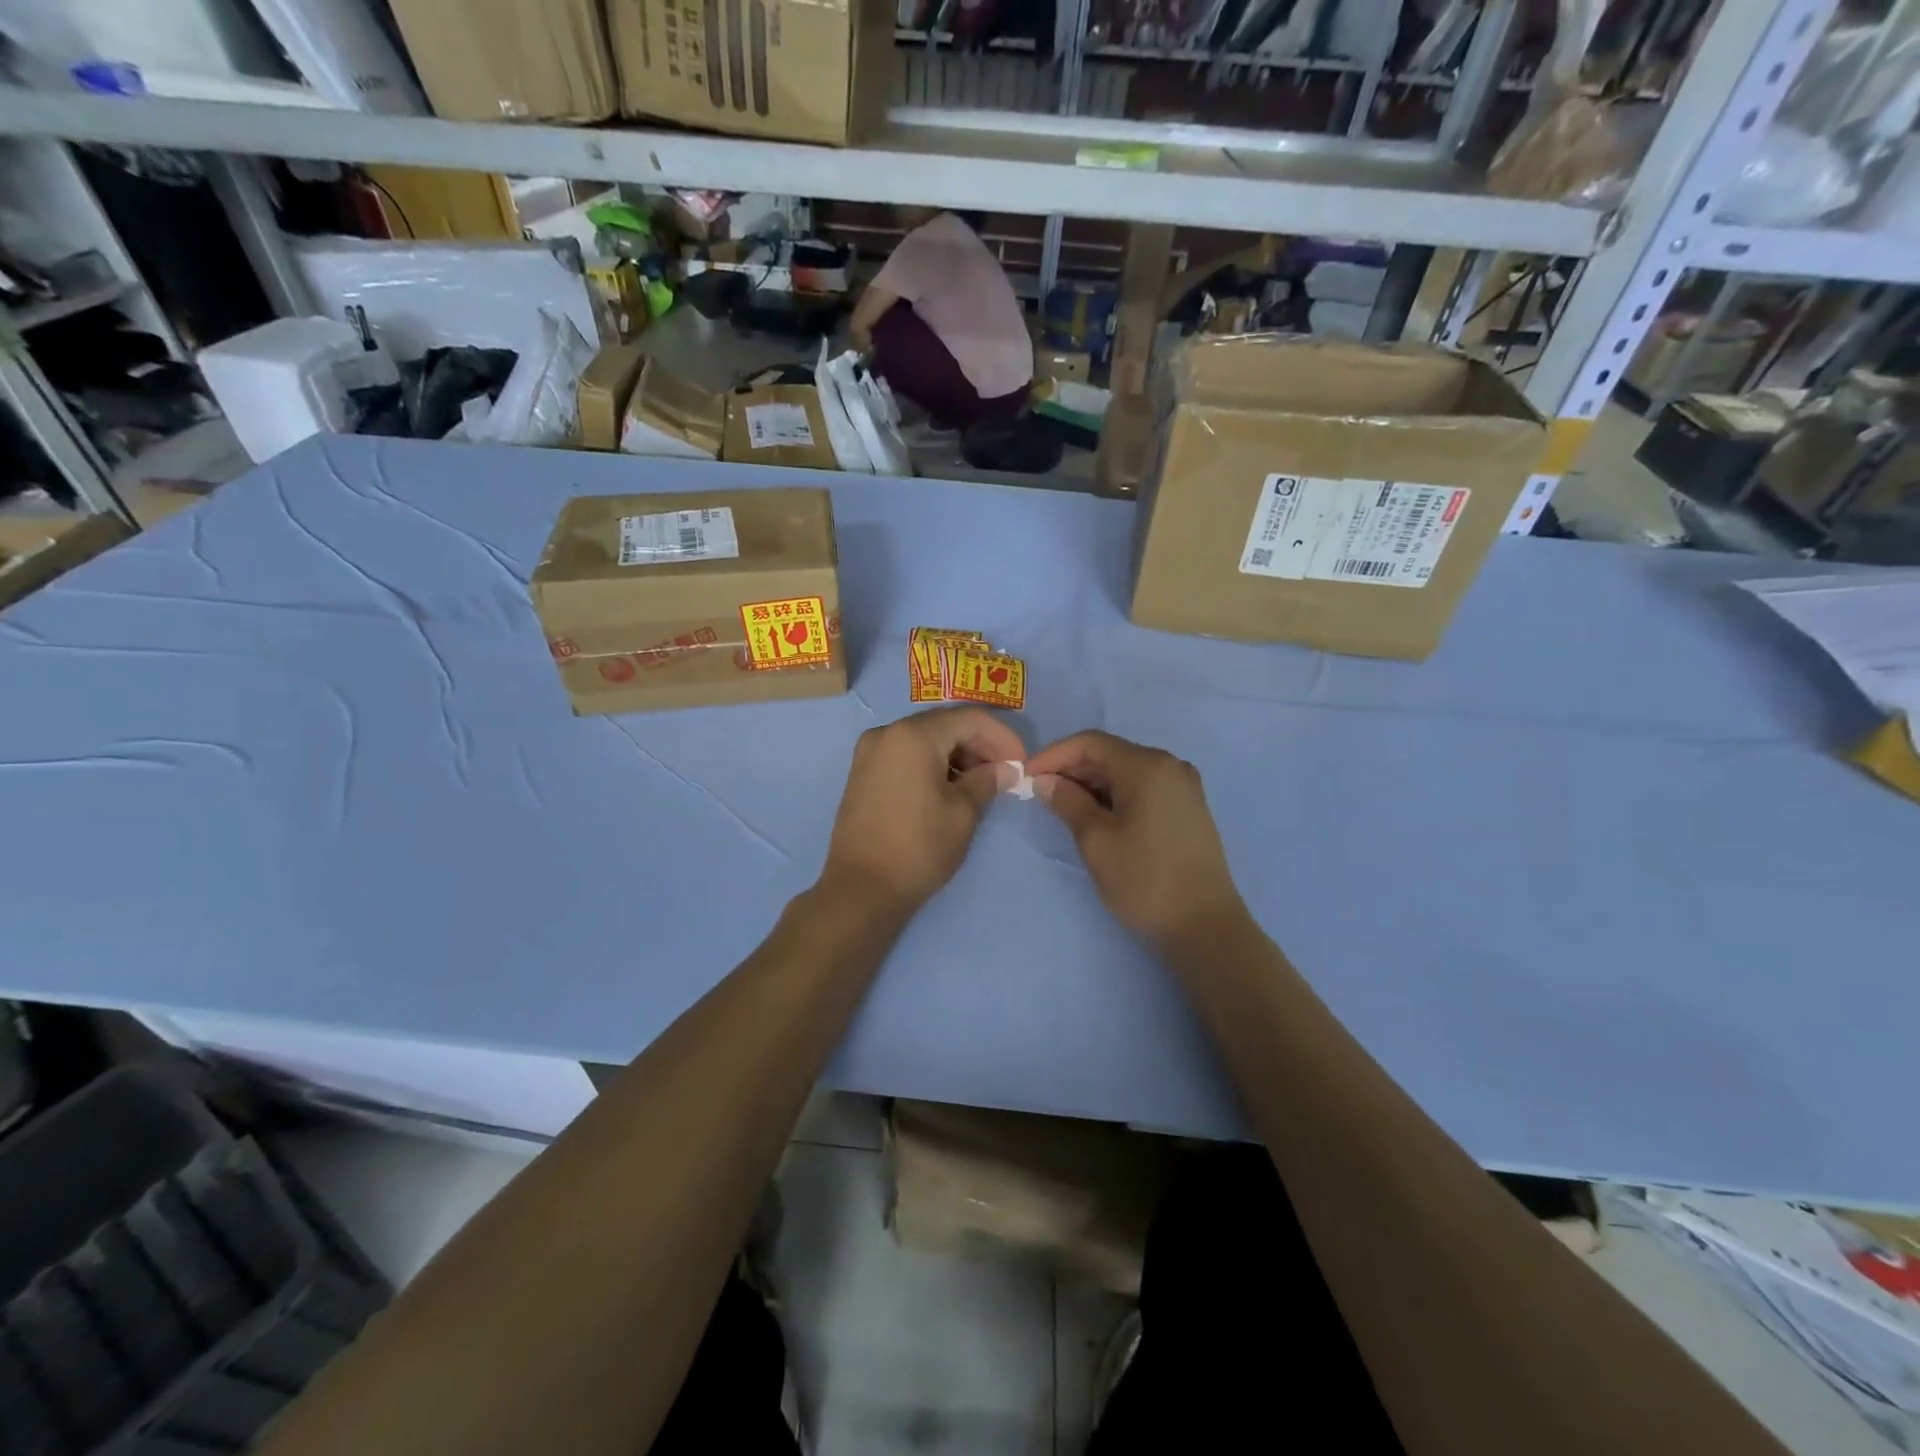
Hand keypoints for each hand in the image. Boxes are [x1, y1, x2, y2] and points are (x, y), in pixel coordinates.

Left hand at [820, 707, 1025, 917]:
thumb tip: (1005, 769)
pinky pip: (906, 754)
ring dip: (957, 754)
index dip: (1002, 736)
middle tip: (1004, 773)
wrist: (860, 889)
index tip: (1021, 762)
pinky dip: (932, 762)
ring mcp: (870, 752)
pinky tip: (950, 787)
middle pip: (945, 724)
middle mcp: (887, 733)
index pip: (969, 718)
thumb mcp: (962, 813)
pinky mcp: (863, 772)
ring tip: (981, 783)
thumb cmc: (918, 848)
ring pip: (925, 738)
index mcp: (913, 735)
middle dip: (980, 744)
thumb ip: (987, 781)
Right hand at [1026, 731, 1246, 950]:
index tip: (1026, 776)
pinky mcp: (1187, 808)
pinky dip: (1114, 795)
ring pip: (1125, 771)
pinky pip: (1142, 787)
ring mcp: (1183, 786)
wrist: (1205, 926)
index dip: (1053, 755)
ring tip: (1062, 806)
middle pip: (1110, 753)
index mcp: (1147, 766)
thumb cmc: (1145, 879)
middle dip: (1071, 769)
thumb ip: (1068, 802)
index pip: (1090, 743)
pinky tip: (1095, 815)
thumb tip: (1046, 781)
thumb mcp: (1096, 841)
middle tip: (1039, 793)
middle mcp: (1169, 765)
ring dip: (1091, 783)